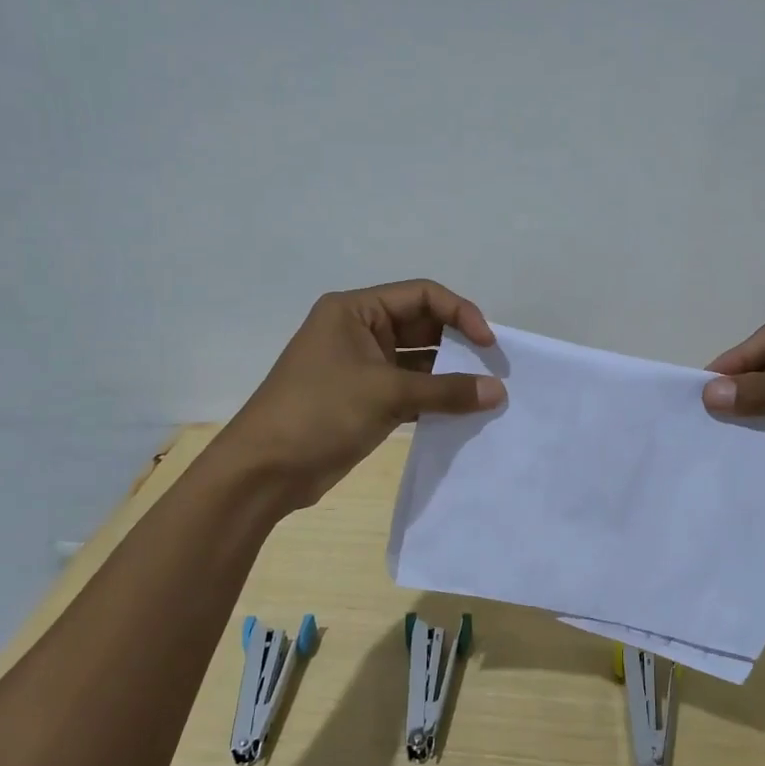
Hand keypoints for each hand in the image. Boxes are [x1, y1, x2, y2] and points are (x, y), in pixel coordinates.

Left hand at [219, 280, 505, 510]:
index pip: (422, 295)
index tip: (489, 344)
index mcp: (355, 310)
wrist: (265, 470)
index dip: (460, 313)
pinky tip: (463, 413)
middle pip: (423, 326)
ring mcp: (363, 367)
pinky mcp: (366, 400)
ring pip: (419, 361)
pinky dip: (435, 399)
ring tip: (485, 393)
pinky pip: (410, 390)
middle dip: (459, 344)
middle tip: (494, 369)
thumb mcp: (386, 393)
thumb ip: (447, 390)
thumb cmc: (320, 412)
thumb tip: (499, 391)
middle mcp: (360, 331)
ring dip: (450, 375)